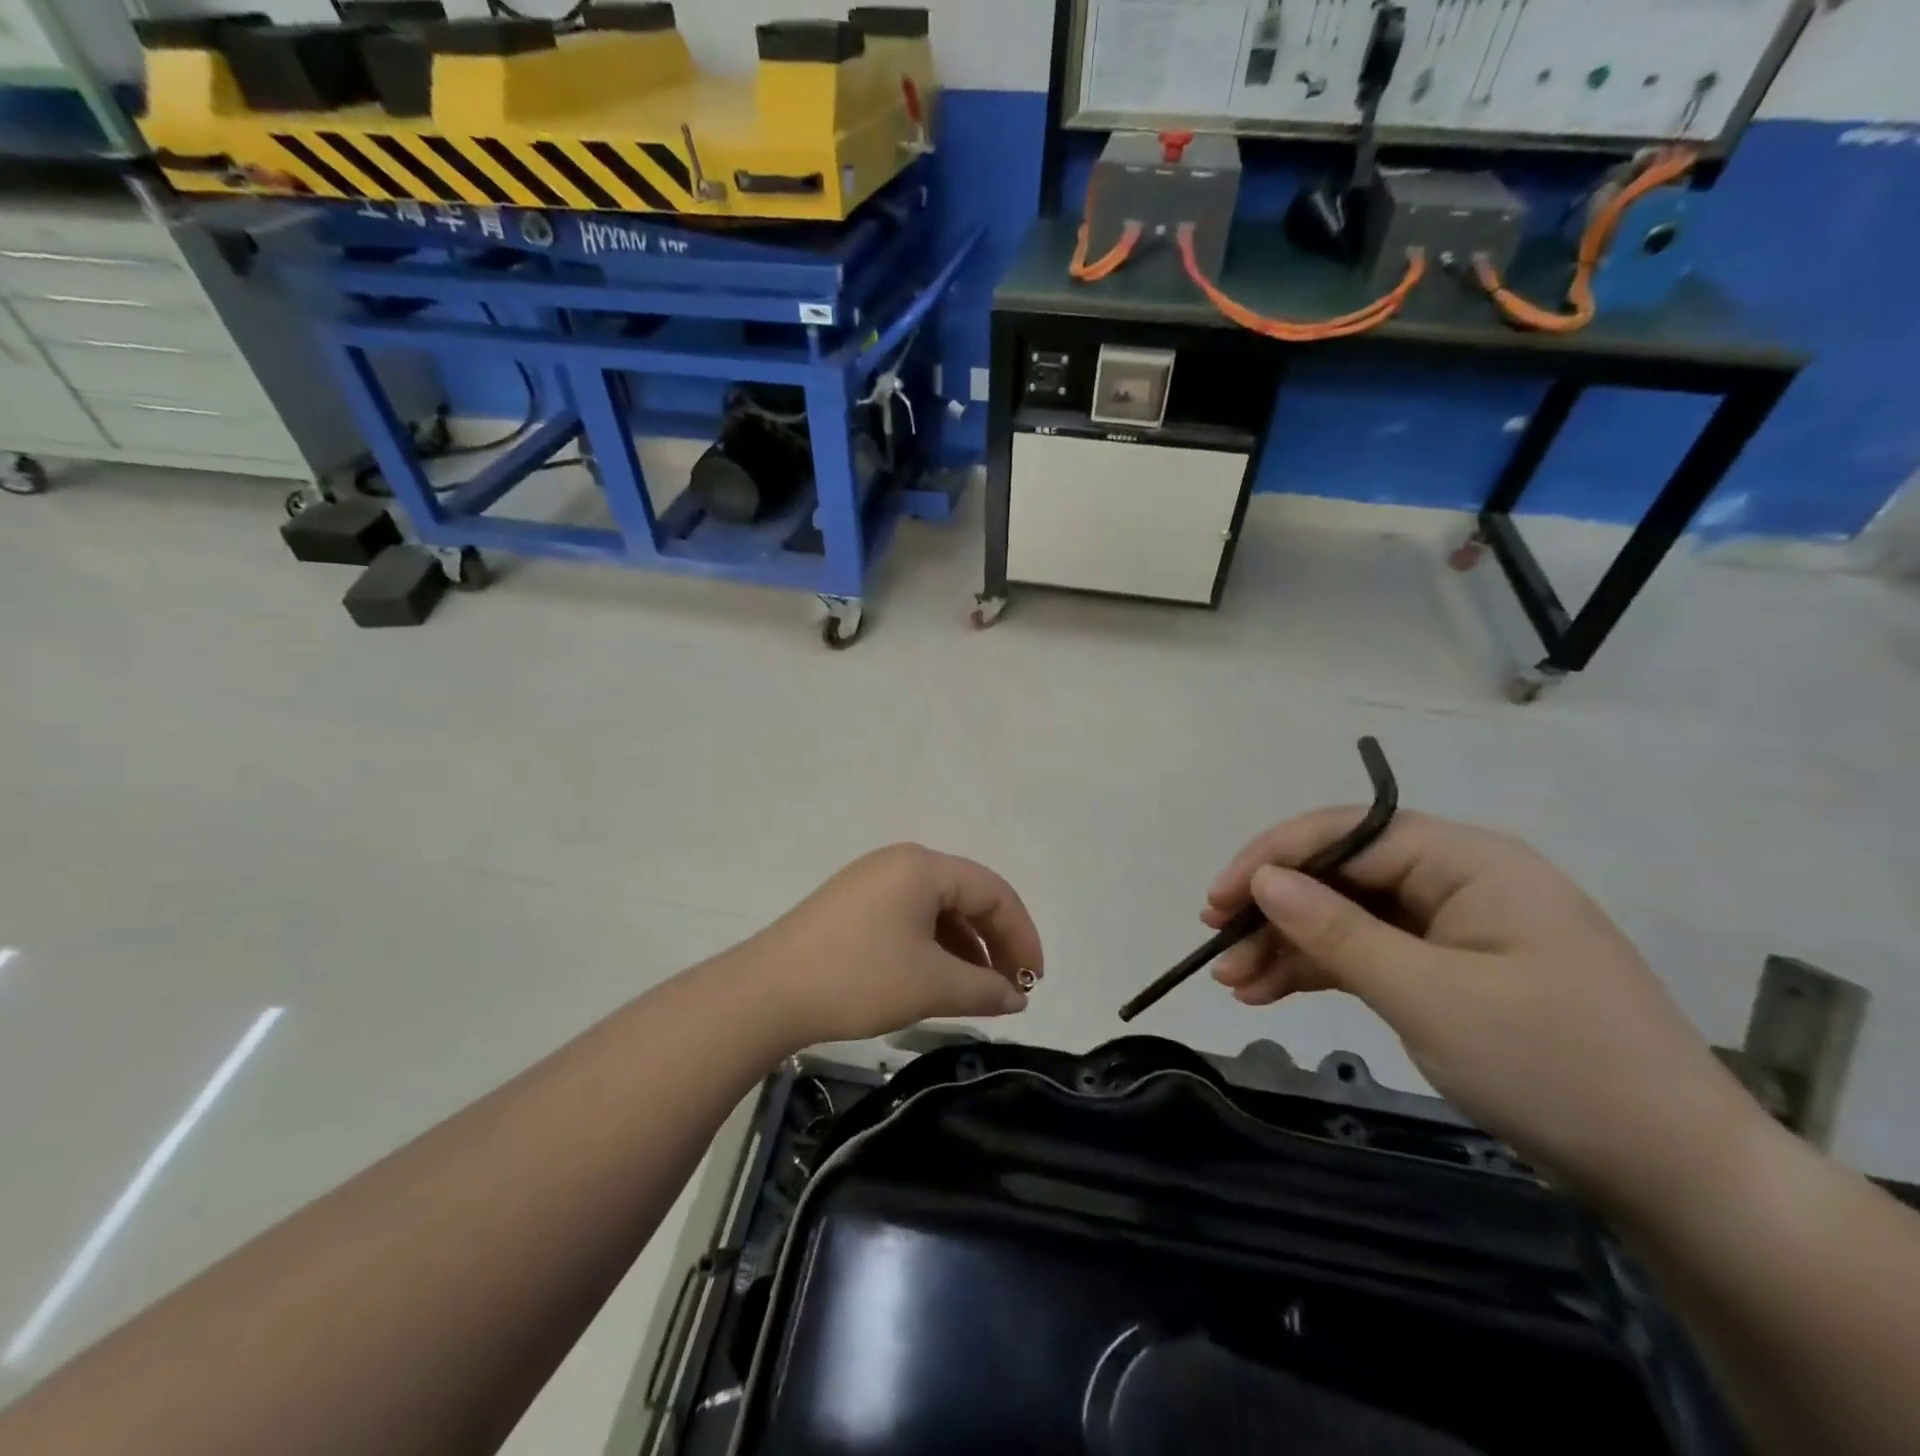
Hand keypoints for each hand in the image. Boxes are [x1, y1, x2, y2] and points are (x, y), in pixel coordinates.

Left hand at [738, 844, 1043, 1048]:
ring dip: (965, 947)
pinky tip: (938, 980)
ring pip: (938, 909)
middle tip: (1011, 987)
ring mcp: (872, 882)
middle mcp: (900, 862)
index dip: (1022, 934)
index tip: (1035, 980)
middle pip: (966, 895)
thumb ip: (985, 988)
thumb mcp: (931, 985)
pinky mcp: (853, 905)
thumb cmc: (858, 978)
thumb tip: (1018, 997)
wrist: (766, 993)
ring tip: (977, 991)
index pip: (993, 890)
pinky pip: (910, 918)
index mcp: (923, 866)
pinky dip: (934, 947)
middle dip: (994, 941)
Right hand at [1204, 809, 1766, 1214]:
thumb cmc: (1553, 1067)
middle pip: (1343, 875)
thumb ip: (1337, 932)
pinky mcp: (1454, 970)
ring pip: (1350, 917)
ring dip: (1290, 945)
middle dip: (1275, 909)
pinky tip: (1273, 991)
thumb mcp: (1429, 996)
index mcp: (1469, 861)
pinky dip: (1324, 970)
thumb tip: (1264, 880)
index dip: (1273, 858)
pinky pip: (1373, 953)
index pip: (1348, 833)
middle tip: (1218, 945)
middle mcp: (1459, 880)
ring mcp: (1456, 927)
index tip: (1217, 900)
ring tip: (1235, 982)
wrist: (1678, 1178)